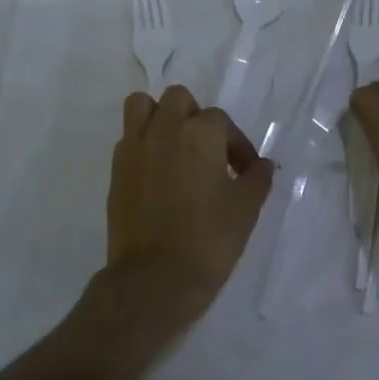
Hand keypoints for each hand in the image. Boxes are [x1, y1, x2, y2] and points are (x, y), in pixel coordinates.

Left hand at [105, 85, 274, 323]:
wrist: (154, 280)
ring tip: (174, 146)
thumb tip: (263, 165)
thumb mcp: (246, 209)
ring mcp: (135, 147)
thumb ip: (257, 178)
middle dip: (195, 117)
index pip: (221, 121)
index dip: (236, 144)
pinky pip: (128, 138)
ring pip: (142, 106)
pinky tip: (156, 172)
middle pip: (179, 99)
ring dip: (159, 116)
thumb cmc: (208, 240)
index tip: (244, 171)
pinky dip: (142, 144)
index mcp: (200, 133)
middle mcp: (164, 129)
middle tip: (208, 150)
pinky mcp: (116, 169)